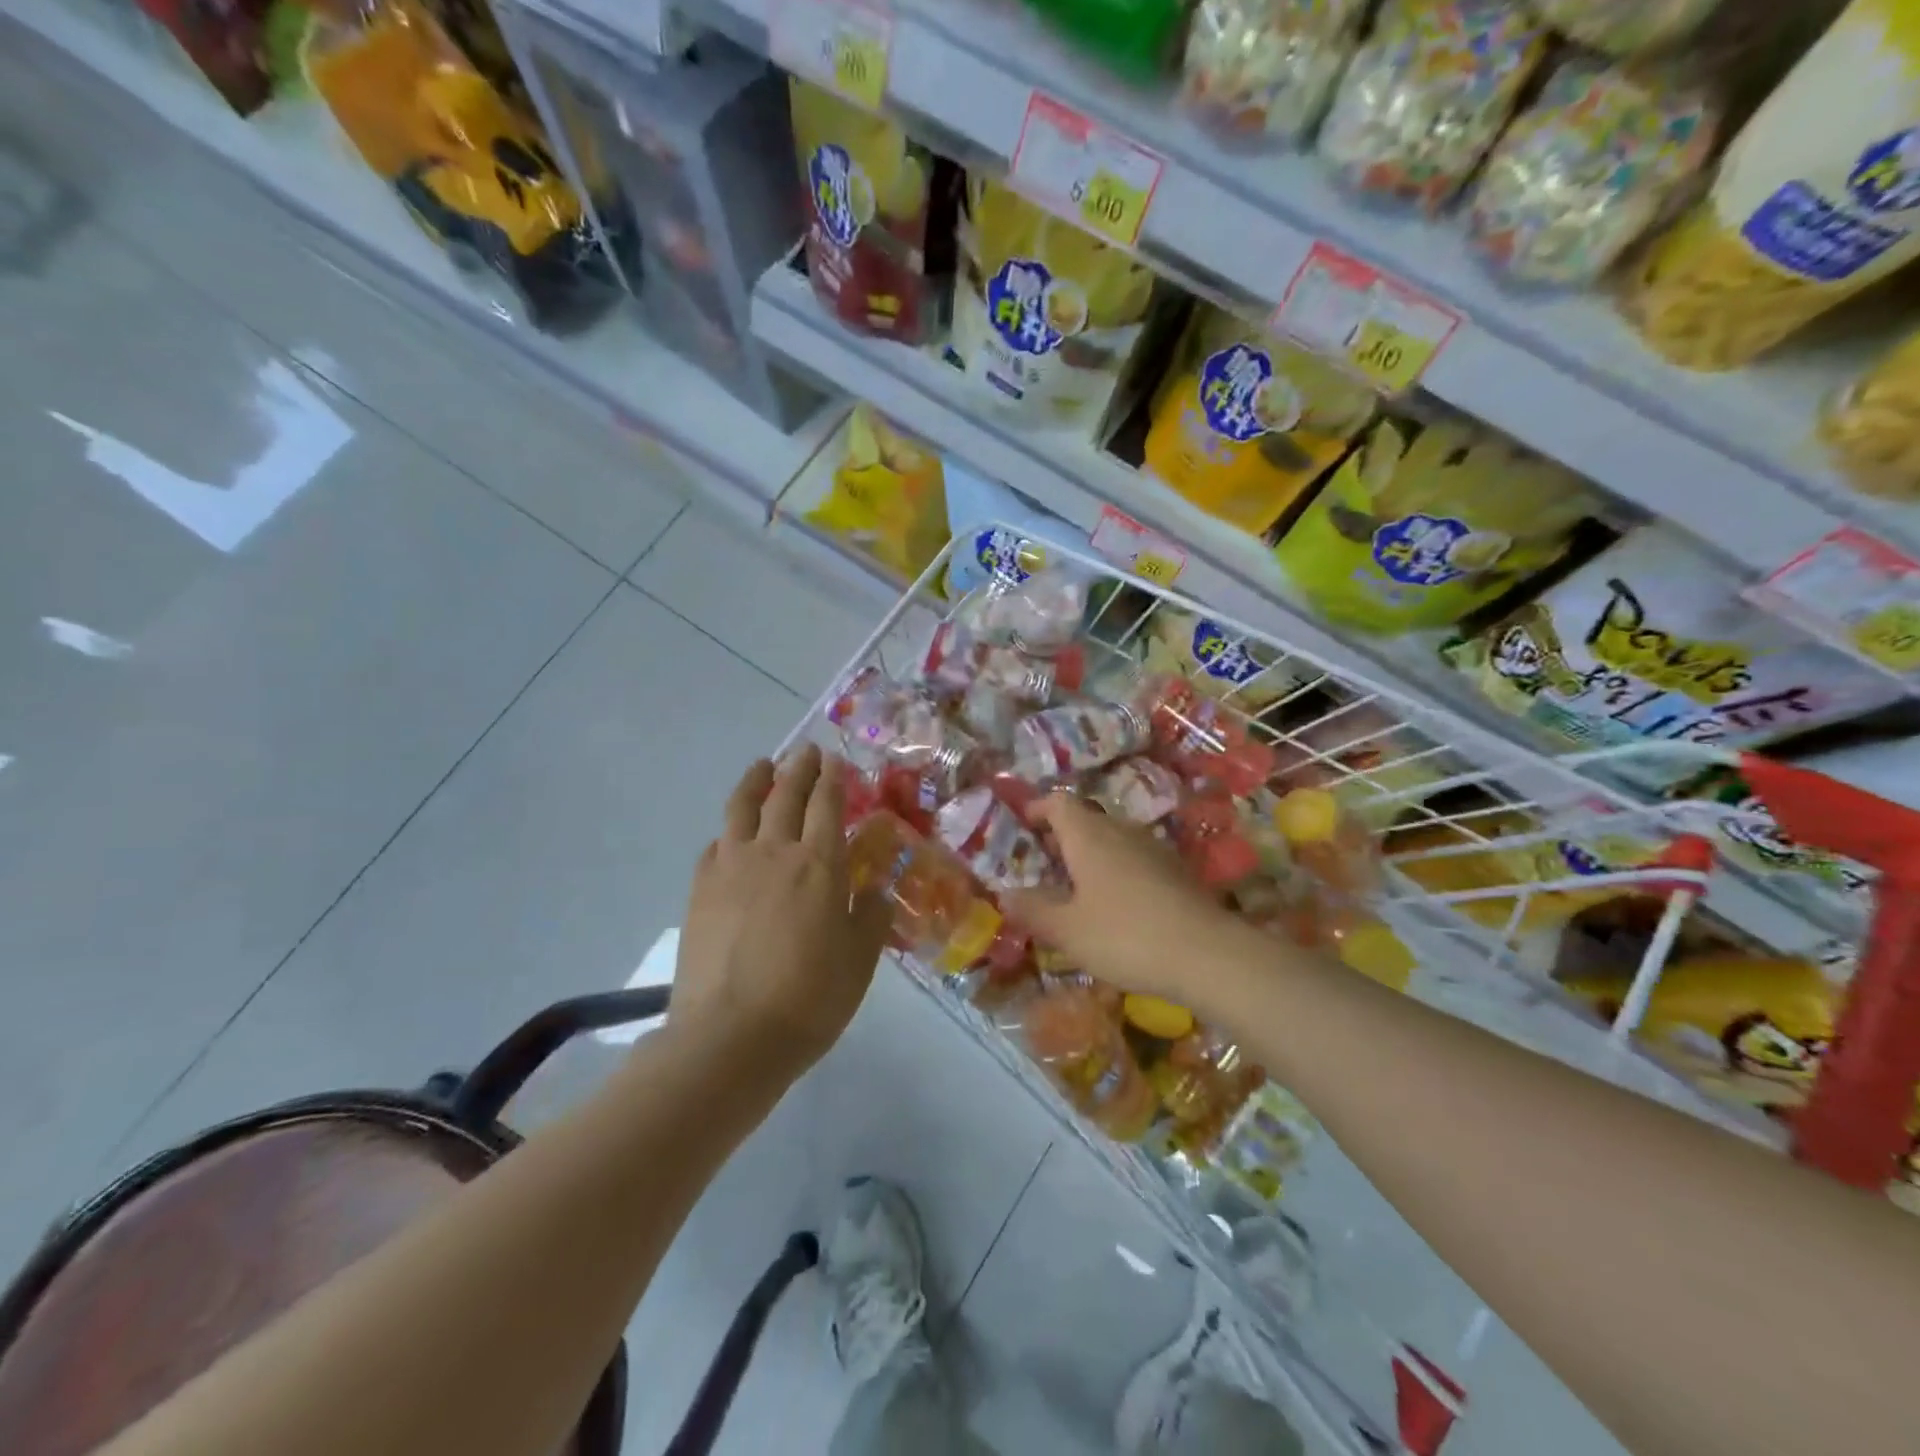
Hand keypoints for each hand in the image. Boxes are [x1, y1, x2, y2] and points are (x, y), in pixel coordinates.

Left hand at [672, 745, 891, 1077]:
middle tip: (806, 752)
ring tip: (763, 766)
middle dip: (799, 768)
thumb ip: (872, 917)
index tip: (834, 760)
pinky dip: (729, 828)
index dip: (832, 778)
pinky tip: (732, 833)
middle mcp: (774, 852)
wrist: (730, 1036)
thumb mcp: (860, 960)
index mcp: (819, 865)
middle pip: (786, 795)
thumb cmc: (809, 998)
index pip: (827, 804)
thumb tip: (878, 891)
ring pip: (742, 807)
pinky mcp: (700, 889)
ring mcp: (731, 867)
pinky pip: (716, 843)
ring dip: (756, 780)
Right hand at [1005, 794, 1256, 1008]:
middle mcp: (1121, 831)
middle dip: (1061, 837)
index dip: (1037, 808)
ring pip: (1112, 840)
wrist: (1207, 955)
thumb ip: (1033, 910)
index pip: (1058, 802)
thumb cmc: (1125, 936)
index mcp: (1089, 836)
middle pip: (1085, 819)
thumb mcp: (1067, 930)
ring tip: (1074, 888)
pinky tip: (1114, 907)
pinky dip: (1115, 872)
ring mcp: (1153, 849)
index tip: (1021, 825)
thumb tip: (1004, 894)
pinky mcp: (1176, 872)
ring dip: (1089, 856)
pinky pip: (1134, 860)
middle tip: (1042, 864)